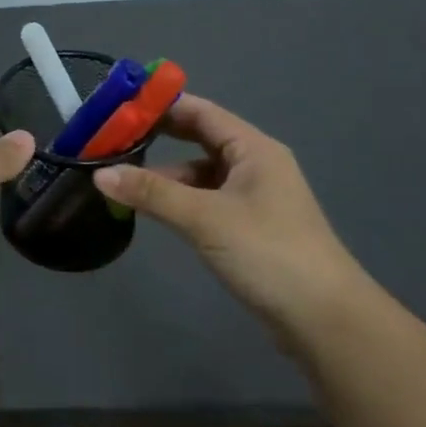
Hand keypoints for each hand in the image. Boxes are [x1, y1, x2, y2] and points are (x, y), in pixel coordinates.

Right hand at [93, 94, 365, 333]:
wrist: (326, 320)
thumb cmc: (268, 253)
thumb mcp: (204, 218)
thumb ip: (151, 193)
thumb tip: (99, 174)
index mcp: (253, 149)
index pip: (199, 111)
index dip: (159, 106)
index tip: (117, 105)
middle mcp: (254, 165)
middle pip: (198, 138)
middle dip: (157, 138)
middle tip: (111, 139)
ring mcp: (253, 197)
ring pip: (199, 173)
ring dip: (163, 175)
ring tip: (120, 180)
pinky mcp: (248, 227)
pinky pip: (205, 200)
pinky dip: (177, 199)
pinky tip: (151, 210)